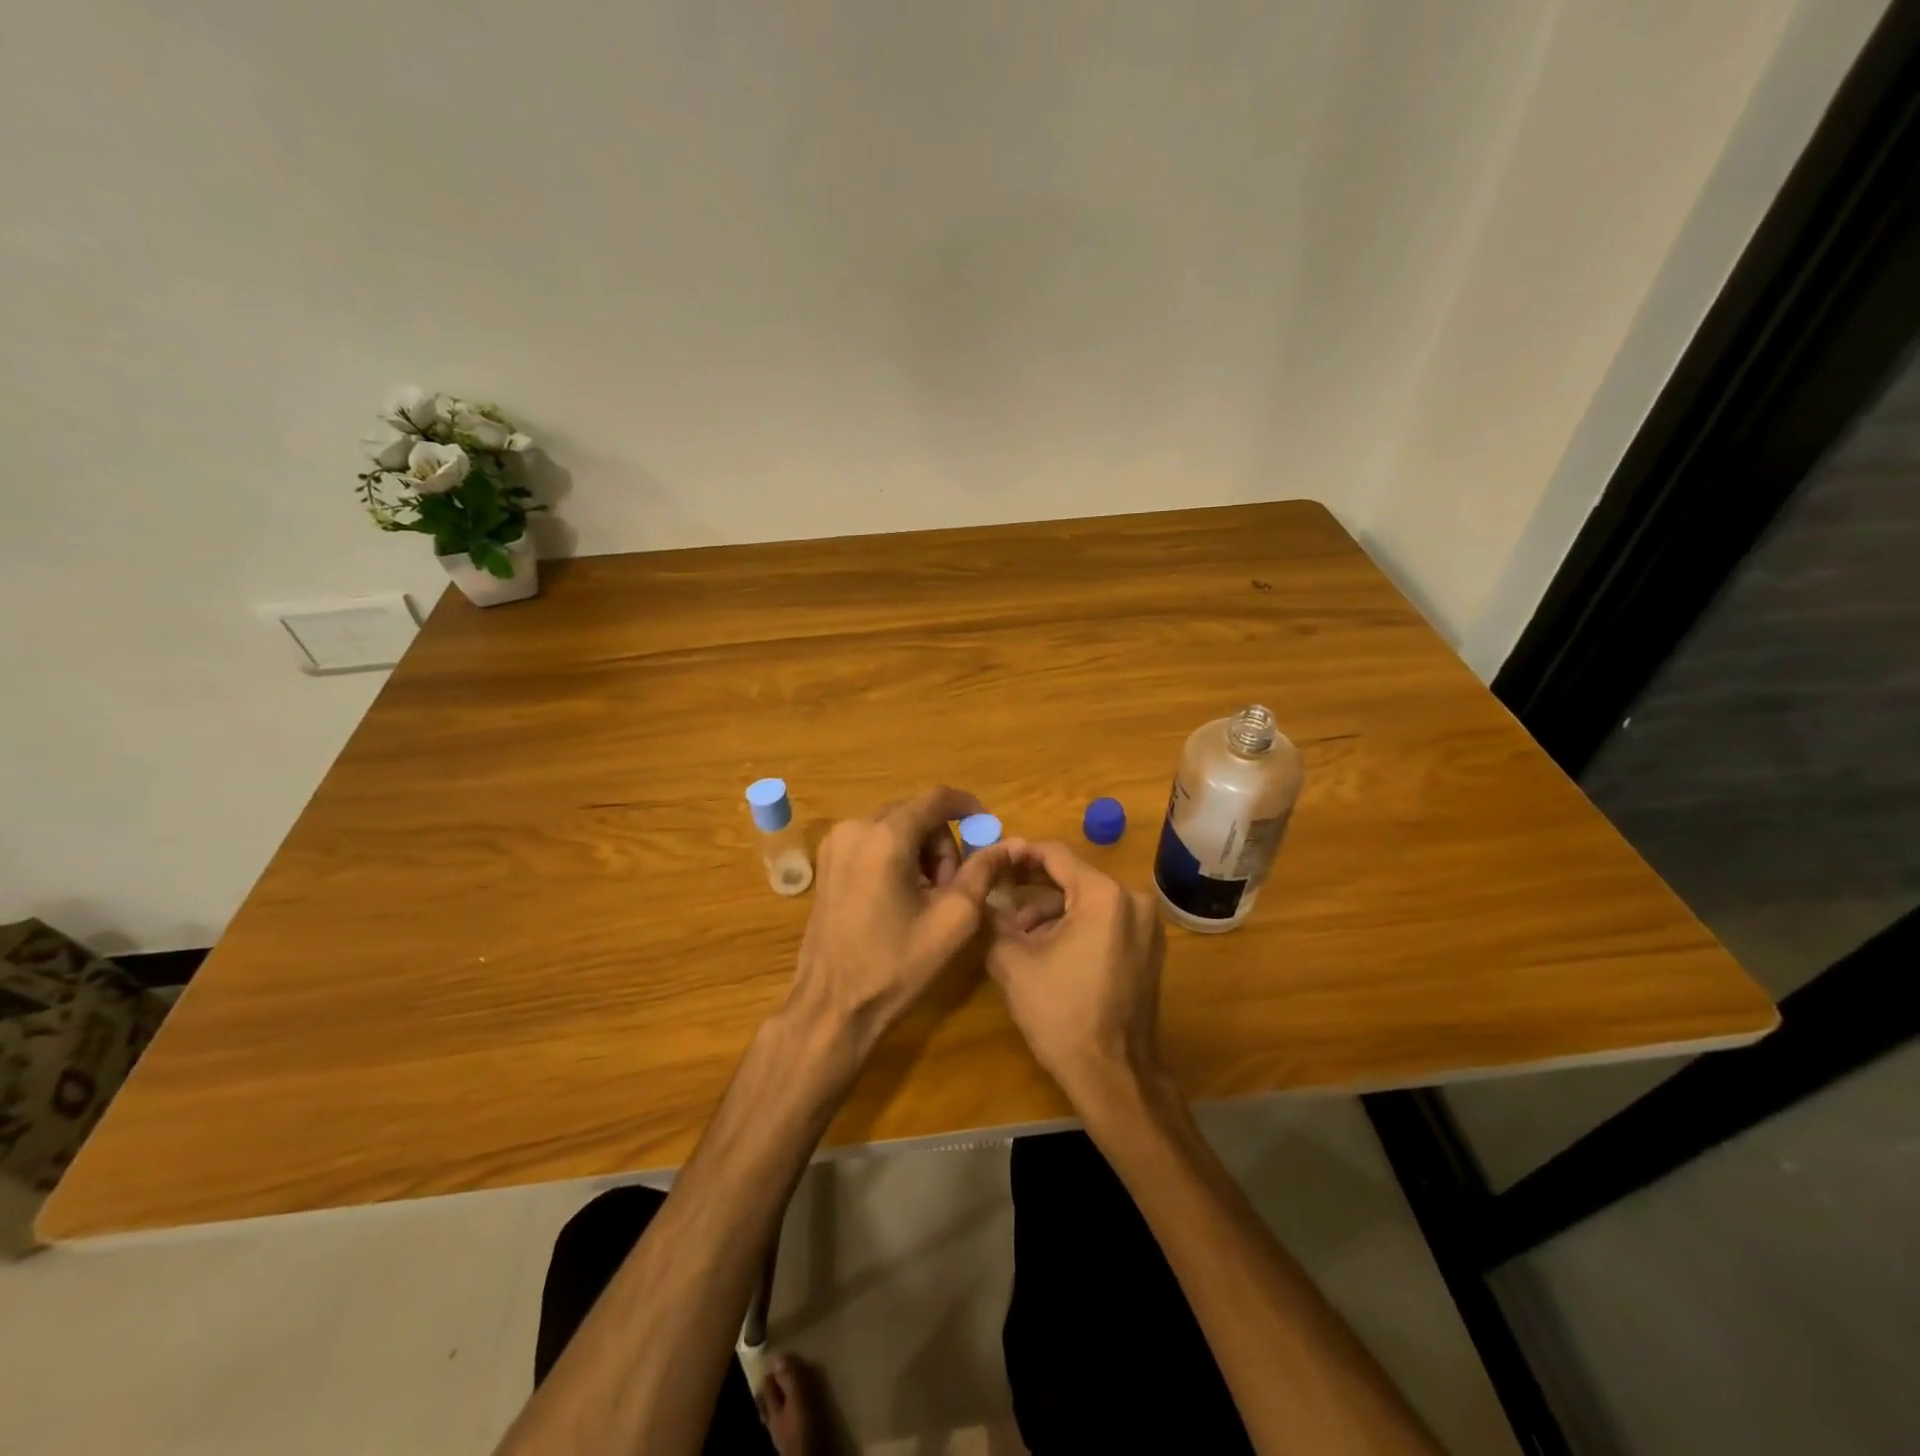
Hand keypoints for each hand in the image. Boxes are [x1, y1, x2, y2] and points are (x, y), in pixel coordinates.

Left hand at [786, 787, 1009, 1056]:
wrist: (831, 1005)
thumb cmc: (894, 965)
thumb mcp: (952, 920)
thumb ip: (983, 872)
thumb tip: (1007, 844)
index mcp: (886, 837)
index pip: (937, 798)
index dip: (969, 807)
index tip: (988, 829)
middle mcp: (855, 827)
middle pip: (916, 813)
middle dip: (943, 843)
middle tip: (952, 888)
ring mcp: (835, 843)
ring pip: (895, 826)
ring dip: (920, 851)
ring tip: (927, 898)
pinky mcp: (826, 861)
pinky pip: (873, 841)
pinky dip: (896, 856)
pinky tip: (901, 896)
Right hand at [985, 840, 1167, 1111]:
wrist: (1114, 1075)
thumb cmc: (1061, 1015)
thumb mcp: (1013, 962)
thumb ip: (992, 918)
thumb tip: (978, 893)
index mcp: (1103, 895)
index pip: (1055, 855)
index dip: (1019, 855)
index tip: (992, 863)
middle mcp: (1133, 900)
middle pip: (1073, 876)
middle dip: (1032, 886)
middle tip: (997, 894)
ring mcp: (1146, 924)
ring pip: (1088, 899)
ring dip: (1051, 910)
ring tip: (1017, 933)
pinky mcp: (1149, 947)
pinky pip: (1105, 919)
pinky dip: (1075, 925)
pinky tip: (1047, 949)